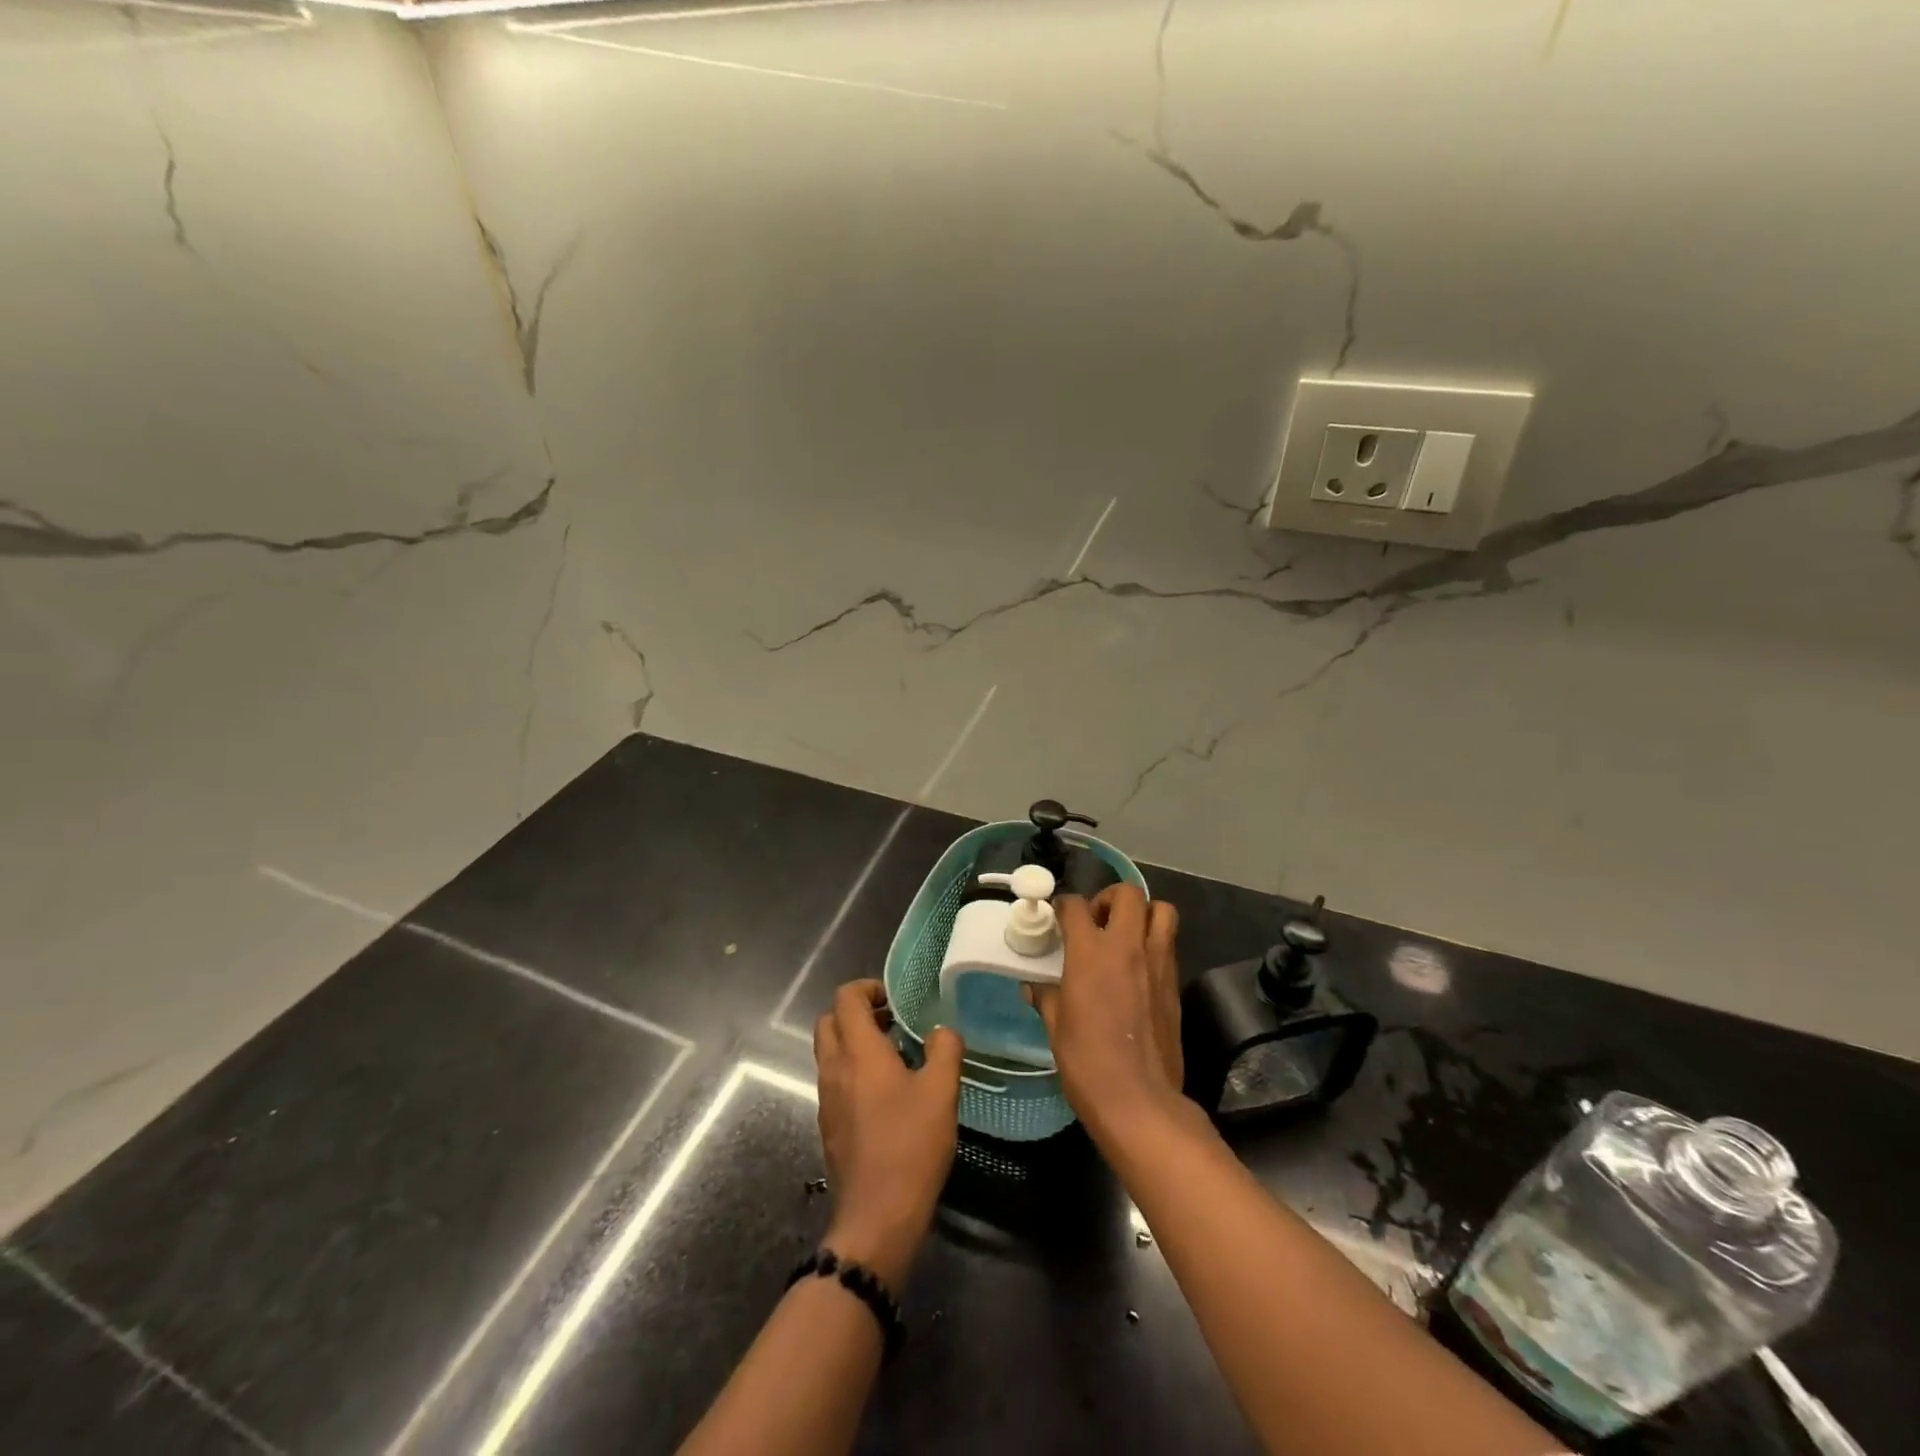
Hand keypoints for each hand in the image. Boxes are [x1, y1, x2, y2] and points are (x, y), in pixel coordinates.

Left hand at [814, 980, 962, 1288]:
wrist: (877, 1216)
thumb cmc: (910, 1145)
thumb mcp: (942, 1091)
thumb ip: (945, 1050)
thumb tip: (943, 1031)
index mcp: (857, 1051)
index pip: (845, 998)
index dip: (867, 988)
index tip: (894, 1000)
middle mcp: (834, 1068)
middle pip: (829, 1021)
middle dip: (857, 1013)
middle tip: (892, 1023)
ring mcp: (827, 1099)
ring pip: (830, 1052)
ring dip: (854, 1042)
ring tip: (895, 1056)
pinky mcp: (829, 1125)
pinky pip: (834, 1081)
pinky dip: (853, 1071)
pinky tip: (886, 1094)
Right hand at [1026, 885, 1184, 1146]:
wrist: (1139, 1100)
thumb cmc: (1087, 1063)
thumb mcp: (1056, 1027)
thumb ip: (1047, 997)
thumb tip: (1034, 987)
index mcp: (1090, 953)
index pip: (1075, 906)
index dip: (1063, 906)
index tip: (1058, 917)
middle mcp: (1127, 947)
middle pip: (1128, 893)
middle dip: (1110, 897)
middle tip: (1097, 920)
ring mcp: (1157, 963)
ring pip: (1161, 910)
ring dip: (1143, 913)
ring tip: (1125, 935)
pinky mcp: (1175, 984)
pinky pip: (1169, 944)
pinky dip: (1155, 942)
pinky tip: (1138, 968)